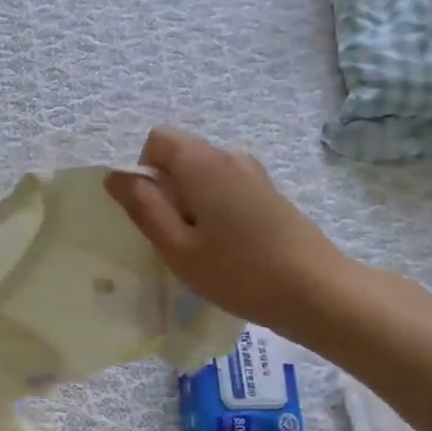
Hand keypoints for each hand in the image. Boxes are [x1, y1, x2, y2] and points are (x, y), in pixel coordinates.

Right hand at [106, 128, 352, 336]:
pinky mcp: (269, 194)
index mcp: (203, 162)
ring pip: (203, 175)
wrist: (315, 290)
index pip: (157, 139)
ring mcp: (254, 174)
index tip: (153, 214)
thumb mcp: (177, 247)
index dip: (144, 172)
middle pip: (181, 156)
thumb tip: (115, 177)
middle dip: (167, 191)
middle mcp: (230, 156)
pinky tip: (228, 249)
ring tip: (203, 249)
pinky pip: (225, 189)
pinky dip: (214, 210)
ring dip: (191, 204)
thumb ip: (143, 207)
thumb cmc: (238, 273)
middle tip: (177, 240)